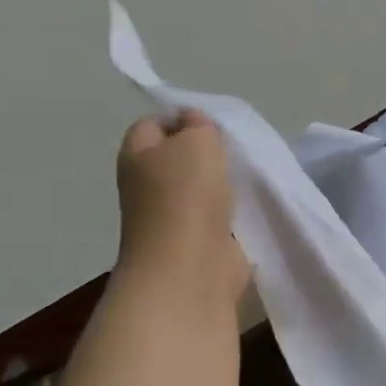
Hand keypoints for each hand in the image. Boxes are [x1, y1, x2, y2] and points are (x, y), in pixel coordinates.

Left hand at [114, 110, 247, 300]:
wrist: (191, 266)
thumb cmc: (187, 195)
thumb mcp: (196, 140)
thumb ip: (198, 124)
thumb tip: (194, 122)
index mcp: (136, 155)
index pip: (153, 124)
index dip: (182, 118)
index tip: (214, 125)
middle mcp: (146, 185)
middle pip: (177, 157)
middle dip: (207, 153)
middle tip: (235, 151)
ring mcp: (169, 217)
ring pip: (198, 189)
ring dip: (222, 184)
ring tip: (246, 178)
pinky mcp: (195, 242)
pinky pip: (215, 216)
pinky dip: (231, 212)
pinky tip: (249, 208)